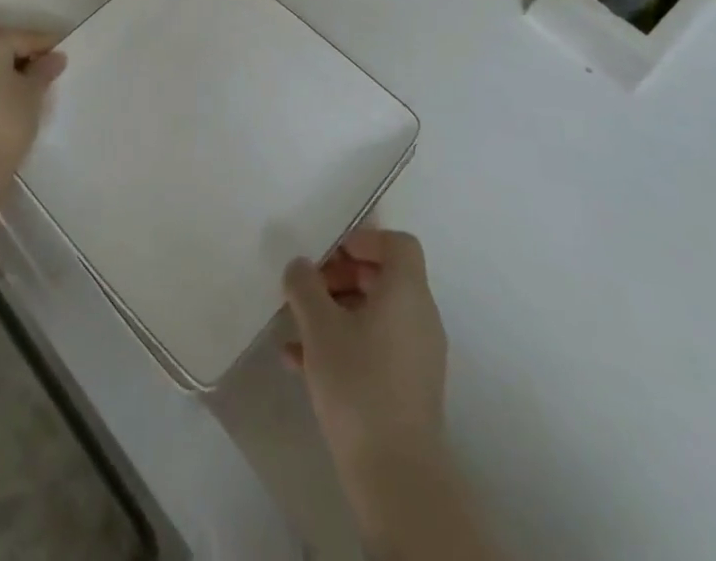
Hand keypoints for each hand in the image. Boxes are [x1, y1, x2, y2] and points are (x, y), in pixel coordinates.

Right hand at [283, 229, 449, 502]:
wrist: (395, 476)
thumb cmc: (358, 383)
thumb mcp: (319, 326)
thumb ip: (304, 285)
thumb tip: (300, 266)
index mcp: (407, 292)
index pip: (397, 243)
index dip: (363, 239)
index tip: (328, 254)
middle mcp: (420, 317)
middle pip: (383, 276)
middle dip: (340, 275)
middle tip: (306, 288)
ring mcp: (417, 355)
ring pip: (374, 313)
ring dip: (335, 310)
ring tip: (295, 326)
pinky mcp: (407, 386)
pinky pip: (374, 345)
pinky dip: (343, 342)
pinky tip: (299, 362)